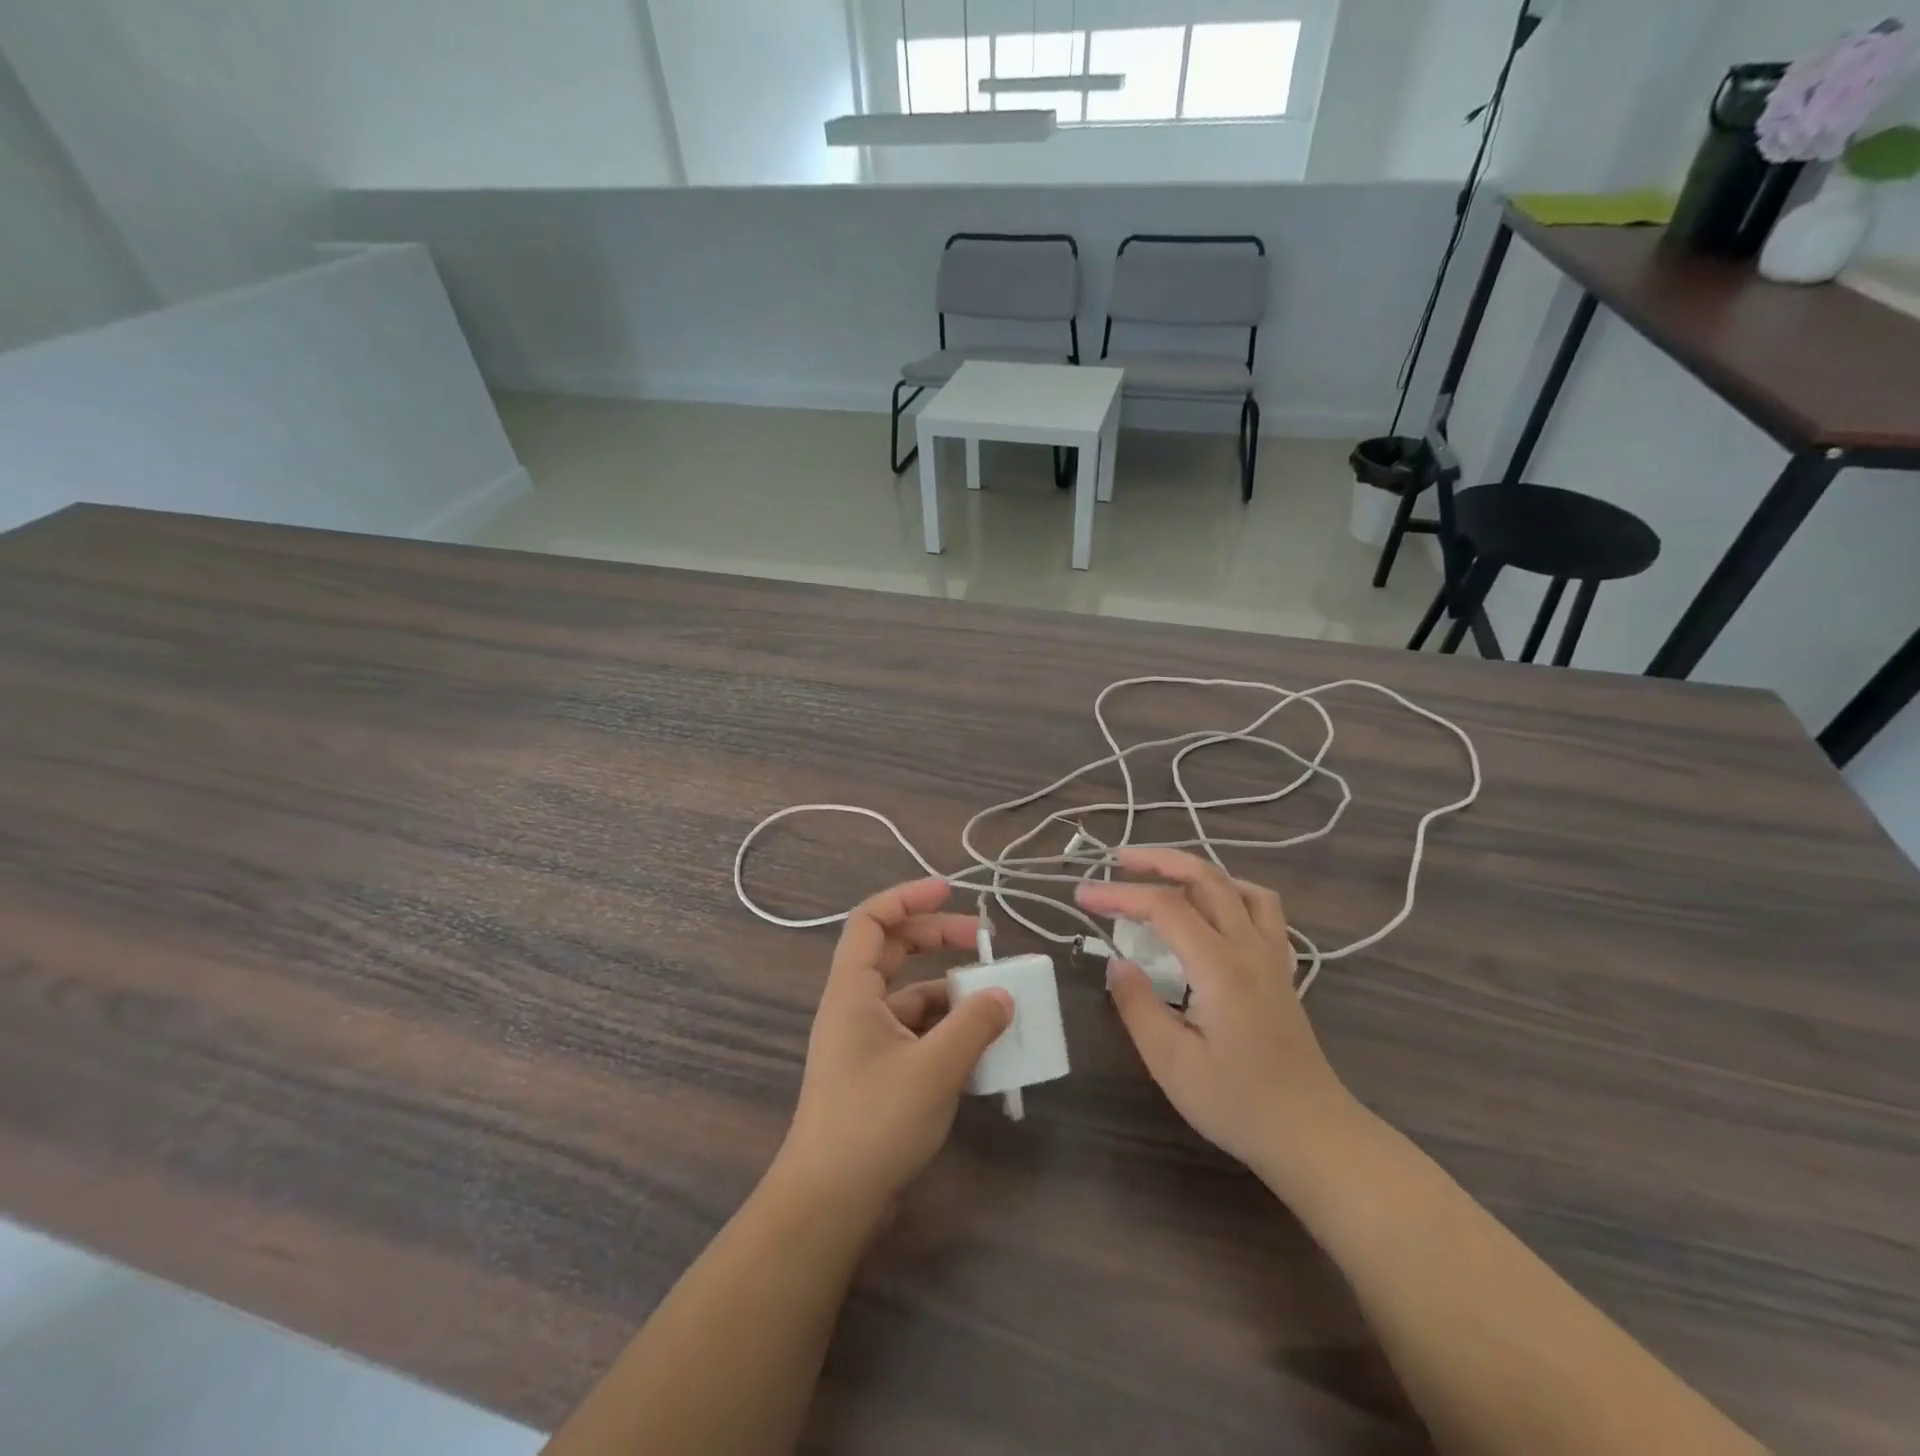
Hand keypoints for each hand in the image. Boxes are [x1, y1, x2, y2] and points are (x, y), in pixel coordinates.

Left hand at [774, 879, 1013, 1220]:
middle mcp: (855, 1007)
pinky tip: (982, 1047)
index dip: (908, 897)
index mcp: (853, 990)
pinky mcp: (878, 1072)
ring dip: (950, 992)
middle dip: (939, 938)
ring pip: (911, 996)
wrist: (830, 1203)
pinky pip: (917, 1033)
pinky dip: (947, 1031)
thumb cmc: (874, 1121)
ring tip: (997, 1000)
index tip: (951, 891)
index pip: (872, 920)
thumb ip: (974, 1025)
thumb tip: (1004, 995)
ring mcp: (865, 1041)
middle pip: (895, 951)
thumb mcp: (934, 1068)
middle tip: (985, 941)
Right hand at [1077, 848, 1355, 1181]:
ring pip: (1238, 886)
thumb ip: (1138, 1006)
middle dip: (1157, 861)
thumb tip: (1117, 963)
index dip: (1119, 894)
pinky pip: (1261, 908)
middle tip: (1117, 861)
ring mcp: (1272, 955)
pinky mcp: (1281, 969)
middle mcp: (1249, 948)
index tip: (1082, 897)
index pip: (1164, 907)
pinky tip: (1211, 908)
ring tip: (1162, 876)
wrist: (1313, 1135)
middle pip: (1205, 878)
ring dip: (1196, 870)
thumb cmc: (1238, 1104)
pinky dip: (1230, 891)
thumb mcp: (1172, 1064)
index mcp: (1220, 967)